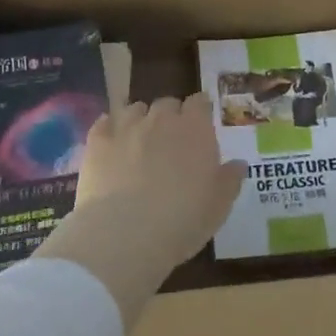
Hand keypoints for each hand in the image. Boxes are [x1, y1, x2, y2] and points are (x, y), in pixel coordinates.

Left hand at [37, 96, 245, 328]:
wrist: (125, 233)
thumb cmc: (182, 220)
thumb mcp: (218, 206)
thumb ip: (229, 180)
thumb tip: (238, 164)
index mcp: (194, 129)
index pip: (200, 102)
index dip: (200, 110)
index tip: (201, 122)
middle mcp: (160, 119)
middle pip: (167, 103)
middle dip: (170, 116)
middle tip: (171, 140)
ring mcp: (126, 126)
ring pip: (134, 108)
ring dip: (140, 120)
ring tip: (139, 141)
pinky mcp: (97, 141)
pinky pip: (104, 123)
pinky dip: (109, 129)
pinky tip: (111, 144)